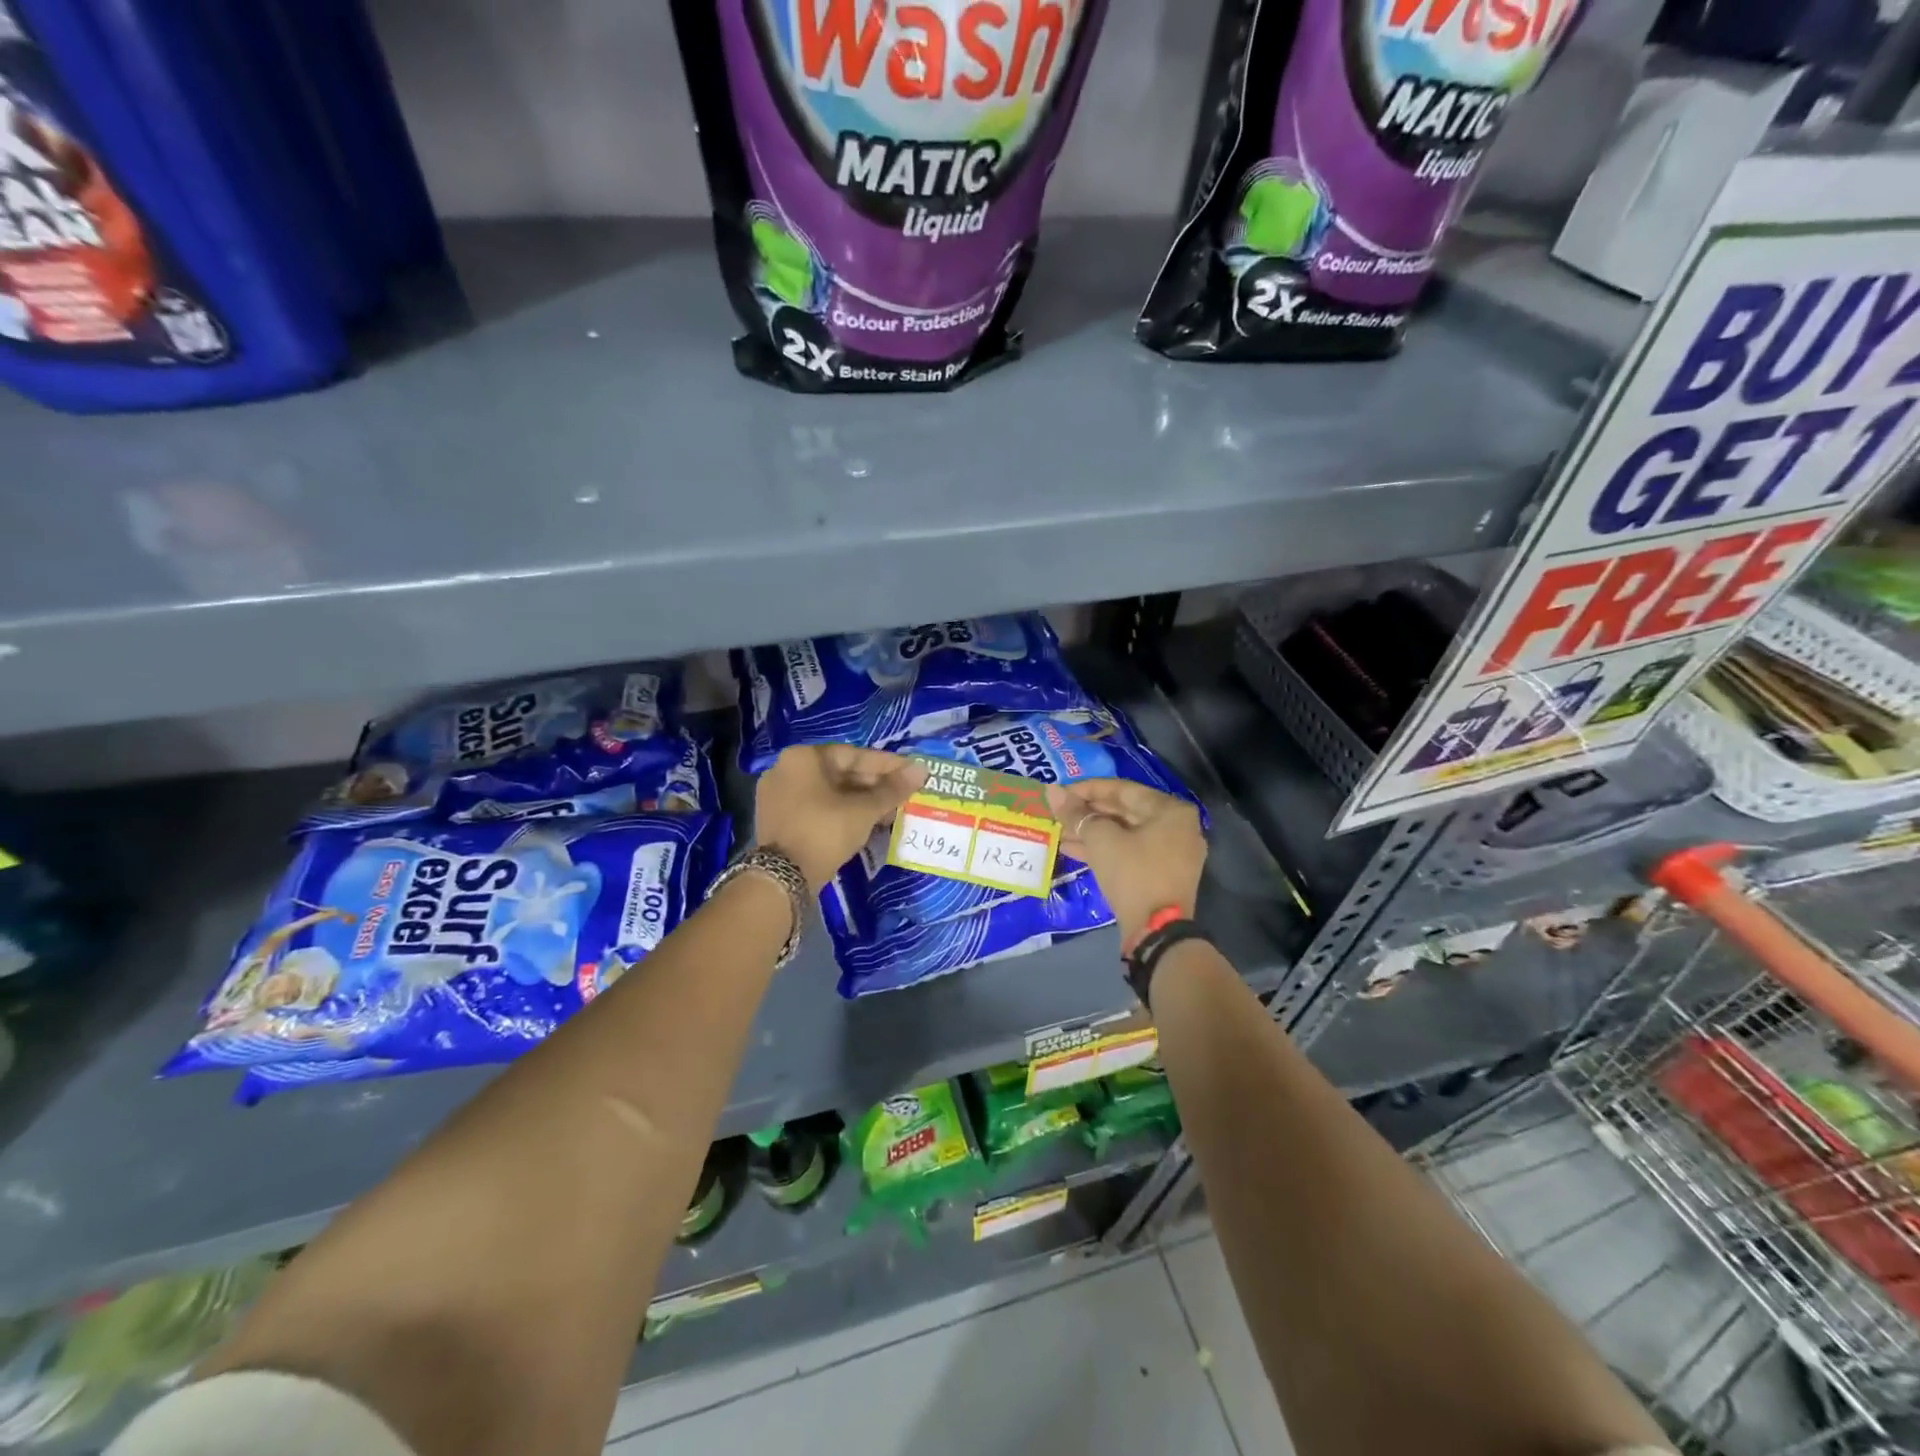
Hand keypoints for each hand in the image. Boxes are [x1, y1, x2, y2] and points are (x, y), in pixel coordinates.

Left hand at [755, 745, 927, 890]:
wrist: (783, 878)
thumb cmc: (825, 832)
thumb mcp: (864, 810)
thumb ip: (892, 789)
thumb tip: (921, 770)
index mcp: (803, 757)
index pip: (854, 754)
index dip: (887, 765)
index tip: (912, 772)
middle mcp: (786, 769)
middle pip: (841, 772)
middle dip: (875, 785)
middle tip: (904, 795)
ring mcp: (779, 794)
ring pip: (830, 792)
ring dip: (861, 800)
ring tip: (890, 812)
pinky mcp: (780, 818)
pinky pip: (817, 806)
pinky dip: (842, 811)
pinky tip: (866, 822)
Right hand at [1047, 779, 1205, 949]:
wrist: (1157, 932)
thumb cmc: (1133, 874)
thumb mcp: (1100, 839)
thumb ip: (1076, 813)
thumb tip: (1052, 791)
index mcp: (1171, 810)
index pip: (1122, 789)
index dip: (1086, 789)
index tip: (1060, 792)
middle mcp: (1177, 827)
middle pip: (1124, 811)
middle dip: (1087, 813)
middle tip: (1057, 812)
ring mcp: (1172, 853)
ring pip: (1125, 834)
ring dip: (1091, 832)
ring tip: (1058, 831)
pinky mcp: (1161, 875)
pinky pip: (1130, 852)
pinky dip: (1104, 850)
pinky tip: (1071, 849)